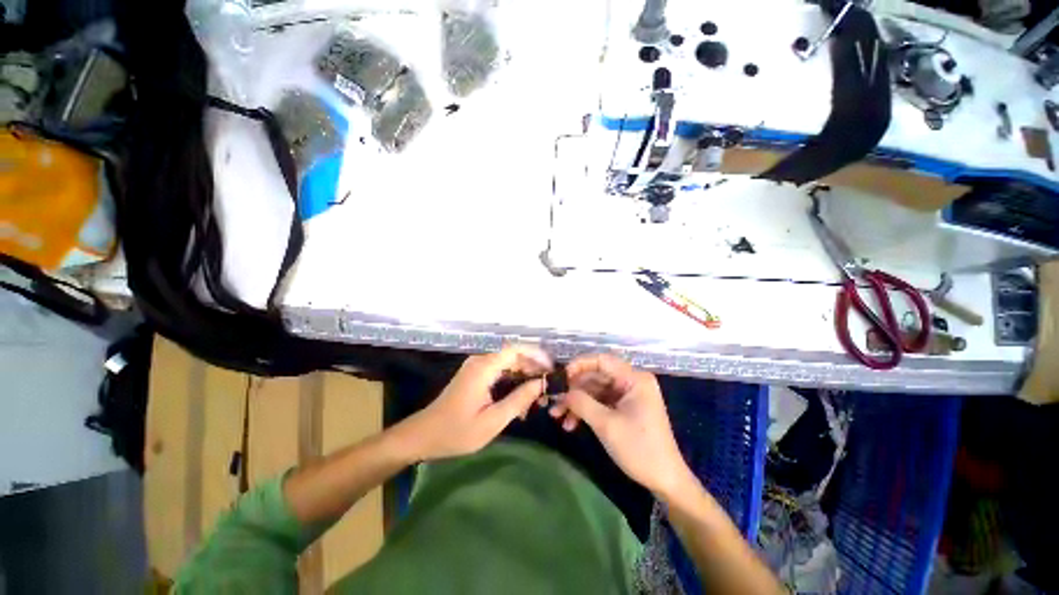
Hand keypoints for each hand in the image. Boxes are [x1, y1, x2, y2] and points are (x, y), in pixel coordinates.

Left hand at [398, 345, 552, 460]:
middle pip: (514, 355)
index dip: (537, 355)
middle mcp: (481, 361)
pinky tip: (520, 402)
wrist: (424, 435)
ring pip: (509, 364)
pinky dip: (513, 383)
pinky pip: (500, 372)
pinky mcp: (476, 374)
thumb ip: (518, 400)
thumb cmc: (457, 431)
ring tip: (535, 400)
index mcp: (484, 367)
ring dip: (524, 378)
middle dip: (533, 370)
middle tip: (546, 390)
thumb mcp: (492, 421)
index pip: (516, 349)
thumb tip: (540, 384)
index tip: (551, 369)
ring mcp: (477, 367)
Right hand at [551, 354, 691, 496]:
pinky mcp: (625, 408)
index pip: (601, 360)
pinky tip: (571, 424)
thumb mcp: (606, 424)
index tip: (560, 378)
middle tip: (554, 402)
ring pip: (595, 391)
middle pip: (596, 376)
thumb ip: (581, 402)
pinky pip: (601, 402)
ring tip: (557, 417)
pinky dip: (586, 411)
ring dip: (576, 403)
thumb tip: (561, 392)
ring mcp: (628, 395)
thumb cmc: (639, 449)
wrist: (665, 481)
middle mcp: (631, 381)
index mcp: (634, 379)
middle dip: (573, 390)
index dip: (578, 365)